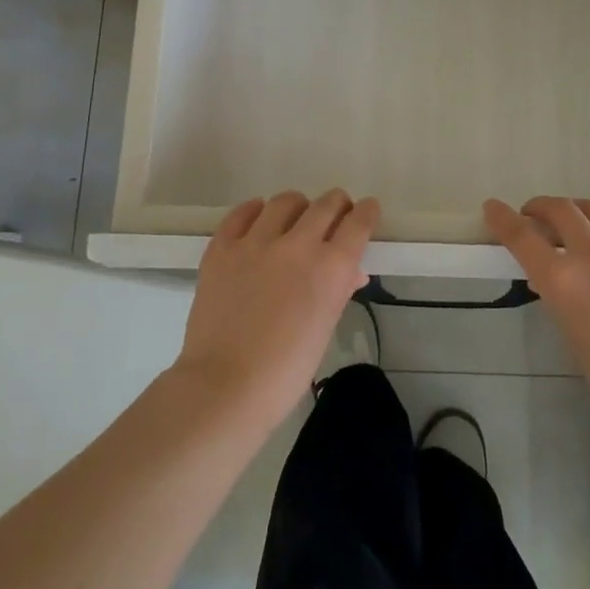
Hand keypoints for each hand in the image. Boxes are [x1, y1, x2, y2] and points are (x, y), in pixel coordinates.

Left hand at [175, 189, 379, 422]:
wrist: (224, 386)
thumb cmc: (285, 370)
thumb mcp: (324, 328)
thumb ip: (339, 291)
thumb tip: (350, 271)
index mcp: (331, 268)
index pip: (358, 223)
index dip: (367, 213)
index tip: (367, 210)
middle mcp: (298, 245)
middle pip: (327, 204)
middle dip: (338, 205)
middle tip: (336, 214)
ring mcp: (257, 242)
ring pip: (286, 201)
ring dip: (298, 206)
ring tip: (295, 218)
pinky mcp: (222, 247)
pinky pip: (242, 213)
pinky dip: (255, 211)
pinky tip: (258, 218)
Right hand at [484, 196, 589, 434]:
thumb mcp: (575, 342)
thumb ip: (562, 303)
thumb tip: (557, 283)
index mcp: (563, 282)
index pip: (521, 237)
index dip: (501, 218)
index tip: (492, 208)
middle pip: (558, 209)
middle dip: (539, 207)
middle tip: (533, 217)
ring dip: (574, 209)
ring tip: (572, 220)